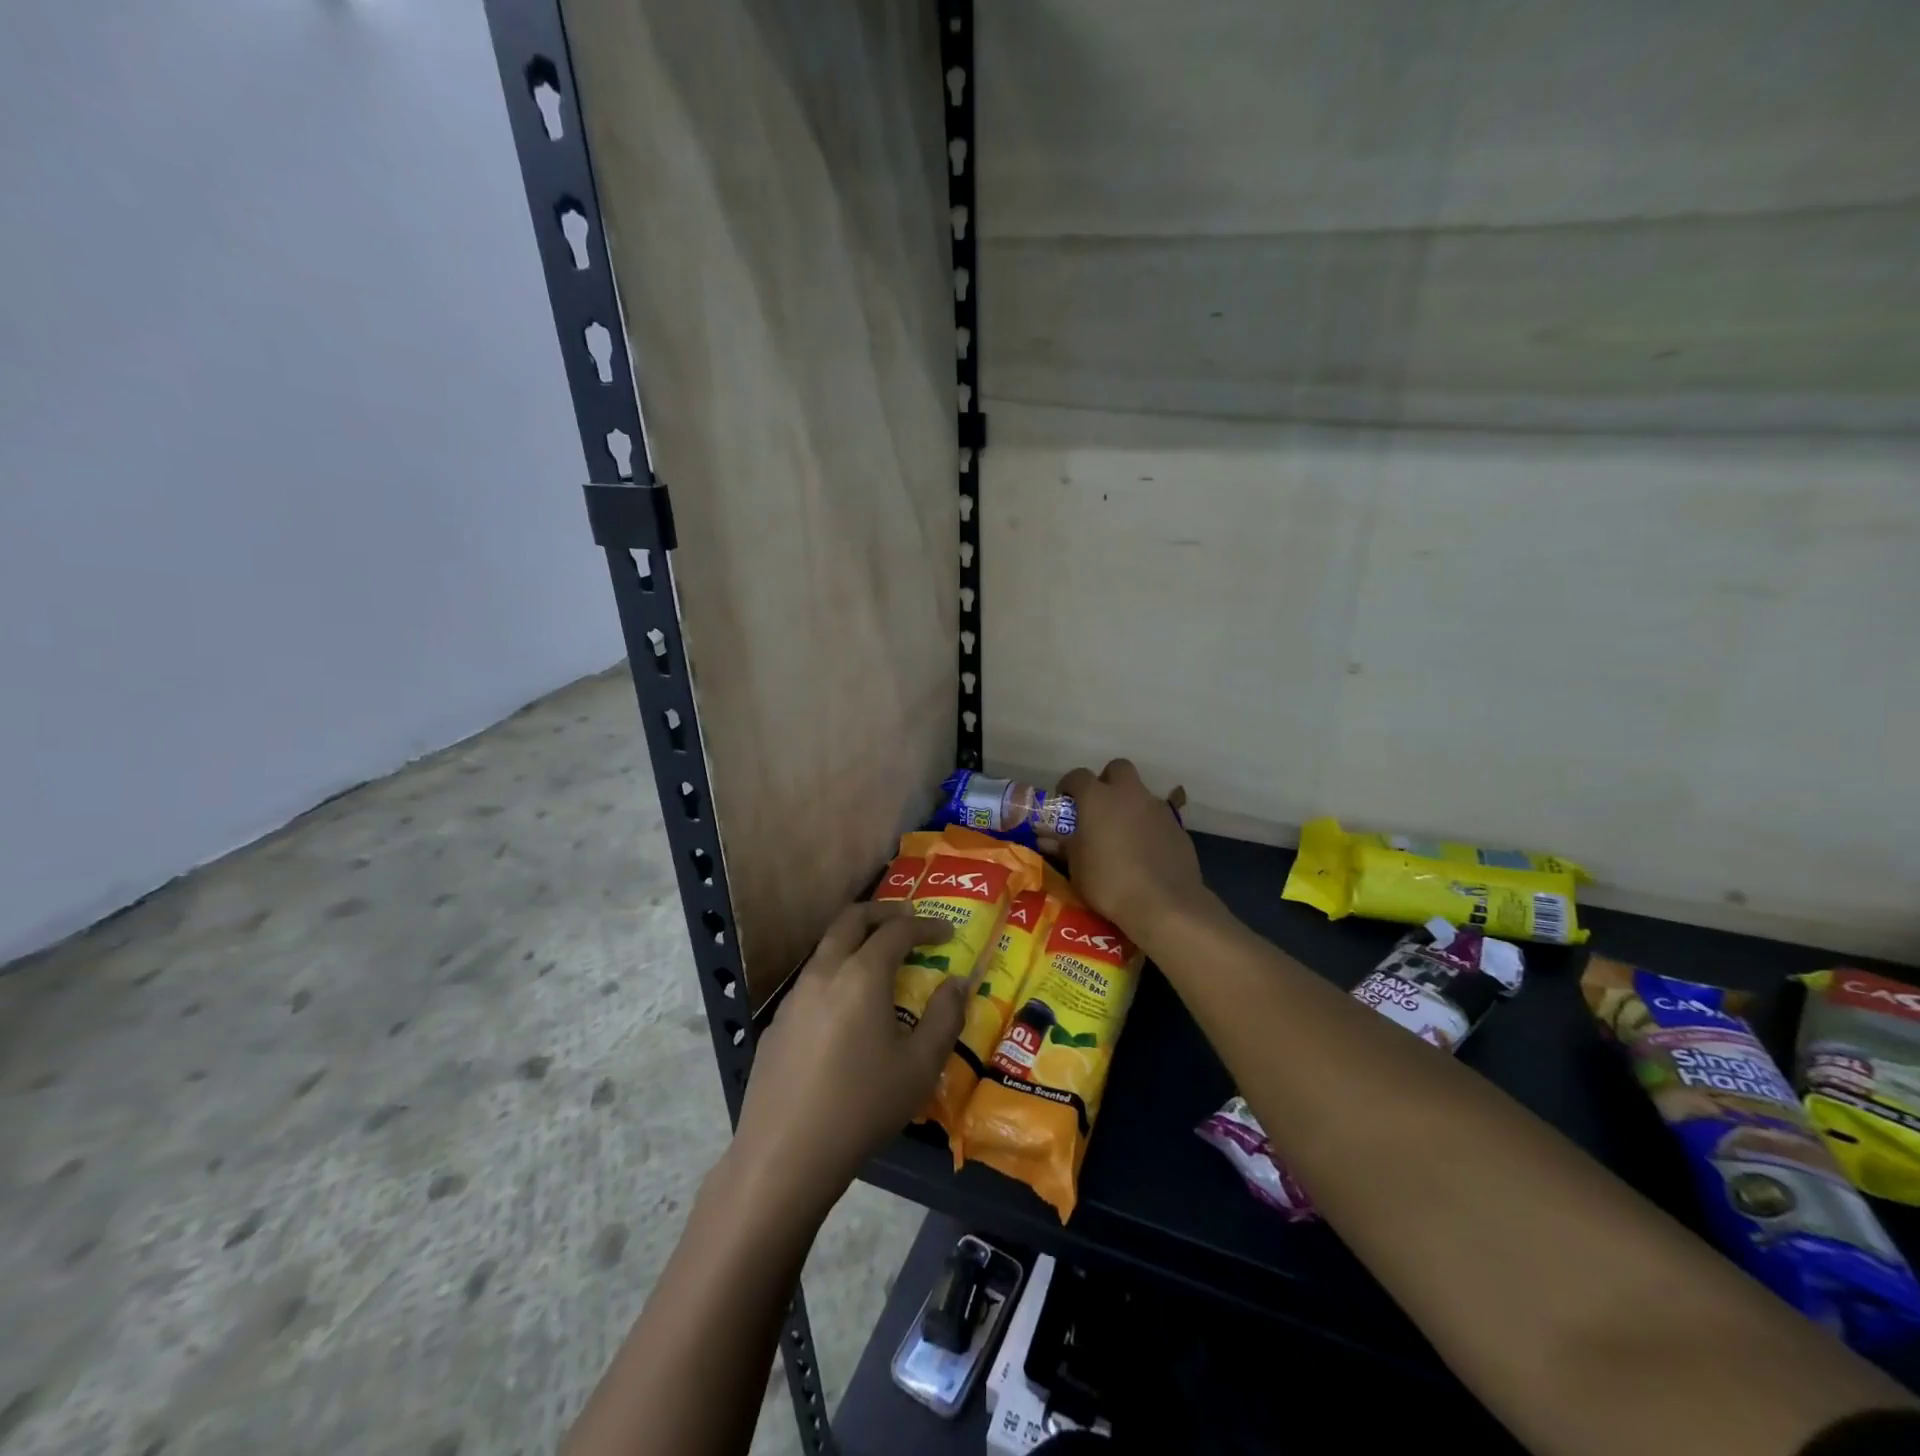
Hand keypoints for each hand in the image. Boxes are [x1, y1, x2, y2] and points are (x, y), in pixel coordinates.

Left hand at [726, 902, 962, 1215]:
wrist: (785, 1154)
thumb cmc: (862, 1107)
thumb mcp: (920, 1067)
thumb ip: (945, 1017)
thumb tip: (958, 982)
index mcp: (861, 975)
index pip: (897, 930)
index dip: (926, 926)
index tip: (948, 932)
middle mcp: (824, 972)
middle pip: (851, 919)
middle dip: (883, 912)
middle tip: (909, 920)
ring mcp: (794, 996)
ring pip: (826, 947)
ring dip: (856, 940)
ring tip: (880, 960)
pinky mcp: (777, 1023)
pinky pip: (811, 980)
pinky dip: (836, 973)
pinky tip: (846, 1010)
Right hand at [1057, 759, 1209, 946]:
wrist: (1163, 903)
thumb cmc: (1108, 881)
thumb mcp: (1076, 867)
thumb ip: (1063, 846)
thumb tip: (1047, 840)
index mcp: (1097, 797)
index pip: (1078, 776)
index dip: (1069, 785)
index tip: (1065, 801)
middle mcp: (1129, 794)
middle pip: (1118, 768)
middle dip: (1107, 781)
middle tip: (1099, 806)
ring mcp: (1157, 808)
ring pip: (1141, 793)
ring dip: (1130, 805)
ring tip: (1122, 834)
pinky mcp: (1178, 827)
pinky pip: (1158, 817)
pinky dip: (1149, 826)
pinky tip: (1145, 851)